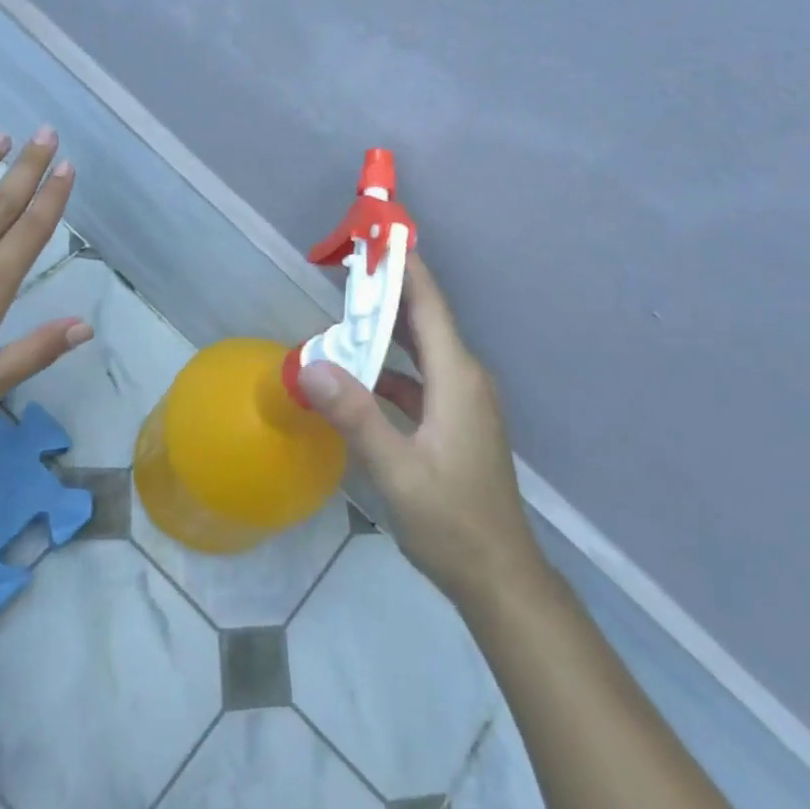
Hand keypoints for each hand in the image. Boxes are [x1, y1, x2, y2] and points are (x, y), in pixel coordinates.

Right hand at [299, 254, 540, 603]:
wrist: (498, 574)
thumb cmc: (451, 521)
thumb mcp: (397, 470)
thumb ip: (356, 416)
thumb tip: (310, 364)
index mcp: (457, 379)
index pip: (429, 306)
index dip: (405, 267)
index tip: (377, 234)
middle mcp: (465, 380)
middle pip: (425, 321)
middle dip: (389, 291)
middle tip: (347, 267)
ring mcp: (463, 403)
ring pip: (422, 351)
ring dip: (387, 332)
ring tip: (345, 316)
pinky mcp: (457, 423)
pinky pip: (421, 380)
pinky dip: (391, 370)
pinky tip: (360, 379)